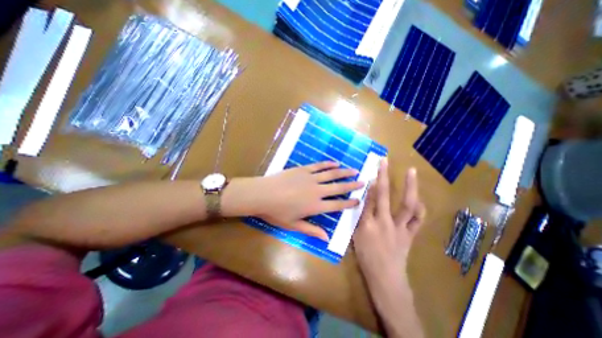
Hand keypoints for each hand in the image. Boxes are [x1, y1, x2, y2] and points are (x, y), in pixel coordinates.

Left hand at [252, 161, 363, 238]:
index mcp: (315, 206)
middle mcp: (317, 191)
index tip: (358, 199)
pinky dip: (328, 164)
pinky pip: (319, 166)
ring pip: (331, 174)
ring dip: (344, 172)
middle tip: (362, 182)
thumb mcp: (293, 225)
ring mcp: (310, 178)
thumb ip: (311, 230)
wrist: (263, 194)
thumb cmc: (277, 212)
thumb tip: (326, 238)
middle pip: (338, 187)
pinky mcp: (303, 169)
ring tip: (354, 170)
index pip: (337, 204)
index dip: (349, 202)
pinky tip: (335, 163)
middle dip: (351, 185)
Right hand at [354, 159, 424, 286]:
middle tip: (384, 162)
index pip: (368, 198)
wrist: (385, 277)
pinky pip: (418, 219)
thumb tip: (363, 200)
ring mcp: (400, 228)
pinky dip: (420, 208)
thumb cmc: (366, 256)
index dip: (371, 183)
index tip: (373, 170)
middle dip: (383, 176)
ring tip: (412, 171)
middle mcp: (384, 222)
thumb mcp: (356, 236)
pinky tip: (419, 198)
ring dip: (409, 186)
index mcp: (367, 223)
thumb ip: (360, 217)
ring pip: (406, 204)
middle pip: (383, 195)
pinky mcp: (410, 234)